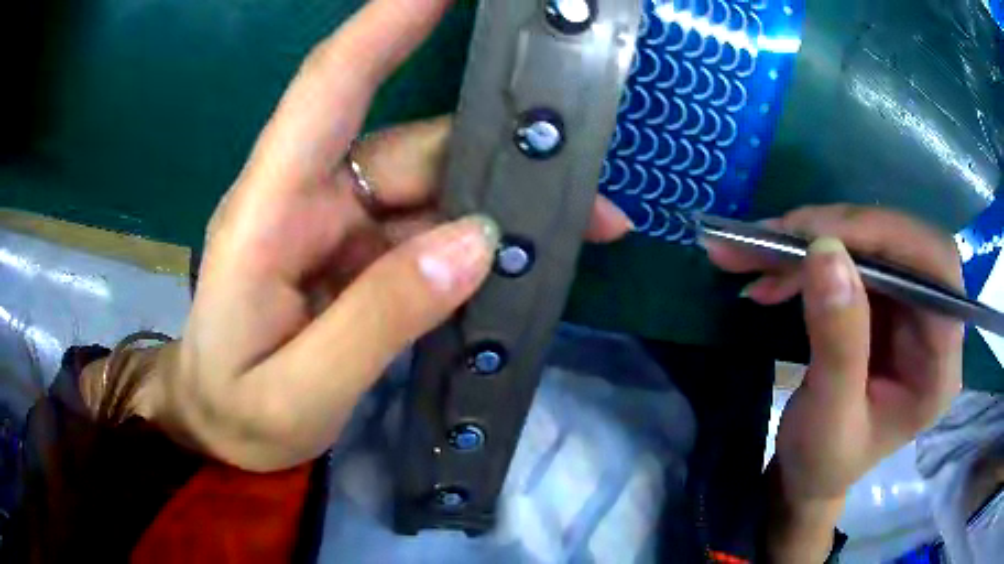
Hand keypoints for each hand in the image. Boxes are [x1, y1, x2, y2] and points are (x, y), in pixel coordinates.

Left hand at [128, 0, 631, 471]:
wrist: (214, 426)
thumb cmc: (235, 411)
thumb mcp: (299, 392)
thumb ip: (378, 320)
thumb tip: (474, 243)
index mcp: (267, 213)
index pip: (328, 87)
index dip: (386, 24)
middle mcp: (305, 197)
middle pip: (411, 145)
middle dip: (499, 153)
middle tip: (585, 178)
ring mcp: (333, 225)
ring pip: (431, 186)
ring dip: (503, 204)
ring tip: (583, 224)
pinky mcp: (354, 255)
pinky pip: (428, 229)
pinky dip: (479, 239)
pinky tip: (522, 259)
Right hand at [706, 205, 963, 559]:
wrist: (811, 472)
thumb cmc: (824, 463)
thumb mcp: (828, 419)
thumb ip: (838, 343)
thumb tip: (825, 252)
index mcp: (940, 364)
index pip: (937, 269)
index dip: (888, 239)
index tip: (820, 239)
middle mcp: (935, 322)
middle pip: (904, 243)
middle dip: (839, 232)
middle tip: (773, 239)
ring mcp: (909, 305)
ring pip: (872, 241)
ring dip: (813, 240)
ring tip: (755, 255)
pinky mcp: (884, 298)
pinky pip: (851, 254)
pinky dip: (807, 255)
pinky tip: (772, 272)